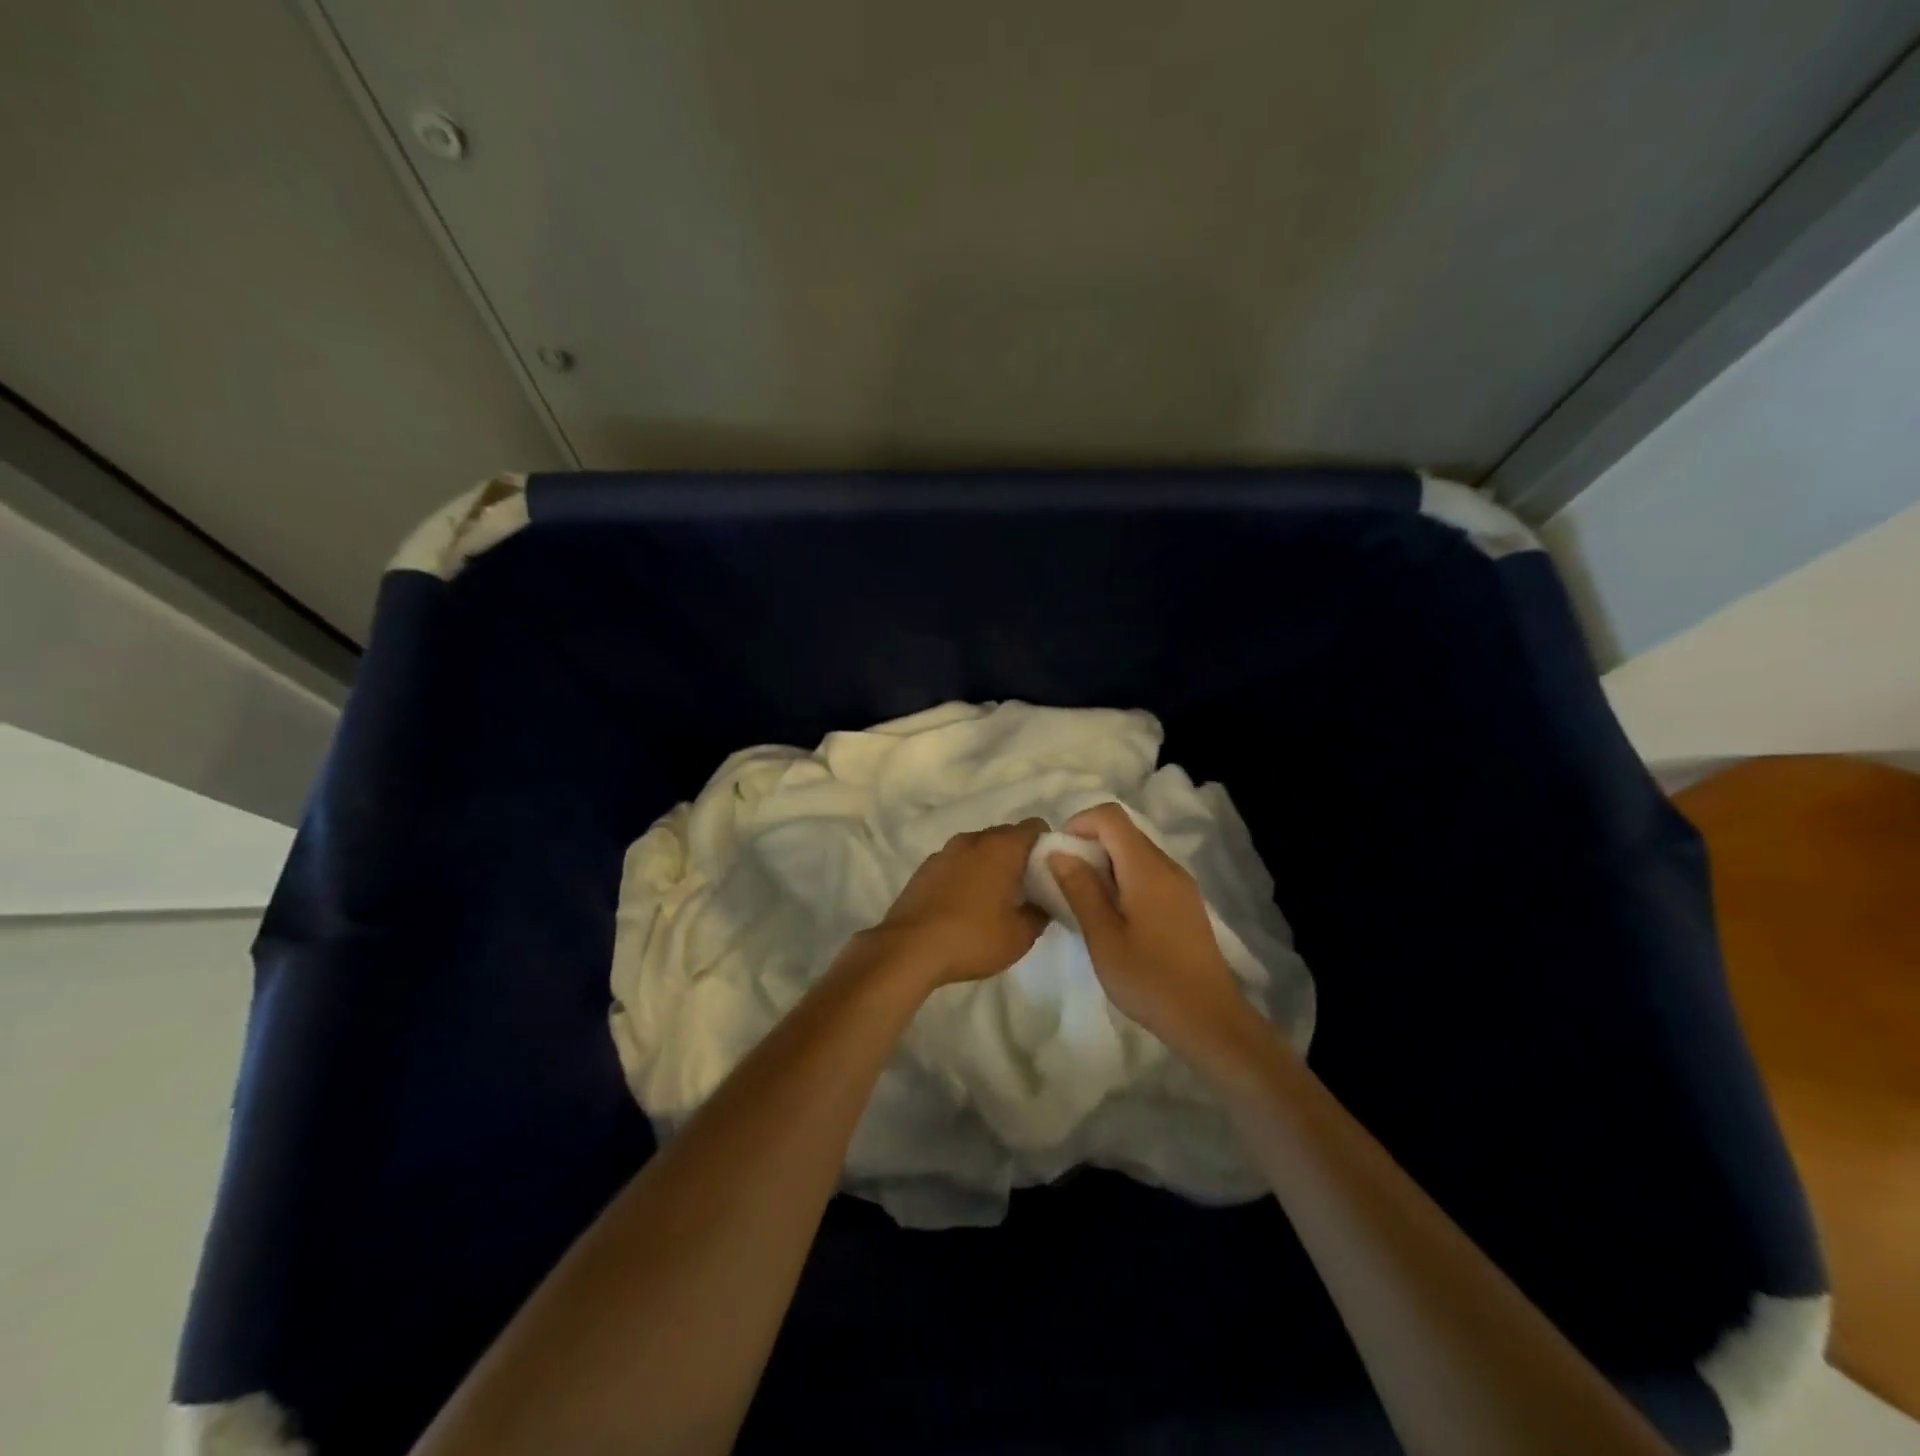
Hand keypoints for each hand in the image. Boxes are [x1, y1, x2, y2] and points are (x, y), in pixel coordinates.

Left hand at [864, 818, 1051, 987]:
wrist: (909, 949)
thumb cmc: (972, 938)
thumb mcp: (1020, 936)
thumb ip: (1040, 913)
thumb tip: (1044, 903)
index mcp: (1001, 847)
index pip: (1035, 827)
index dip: (1048, 845)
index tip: (1052, 872)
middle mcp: (972, 840)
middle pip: (1006, 835)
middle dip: (1020, 856)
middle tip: (1029, 889)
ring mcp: (945, 852)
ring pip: (979, 849)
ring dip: (992, 865)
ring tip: (996, 899)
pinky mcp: (925, 868)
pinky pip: (957, 863)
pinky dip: (968, 874)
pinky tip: (966, 905)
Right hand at [1048, 803, 1261, 1064]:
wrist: (1209, 1019)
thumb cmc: (1150, 979)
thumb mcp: (1103, 937)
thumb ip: (1080, 889)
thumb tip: (1058, 852)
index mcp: (1147, 868)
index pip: (1110, 816)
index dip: (1079, 823)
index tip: (1058, 855)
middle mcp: (1167, 866)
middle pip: (1123, 832)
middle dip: (1088, 846)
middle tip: (1065, 883)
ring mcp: (1180, 885)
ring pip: (1135, 854)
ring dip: (1104, 866)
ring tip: (1085, 903)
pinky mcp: (1185, 904)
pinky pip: (1148, 874)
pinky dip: (1123, 881)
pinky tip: (1113, 918)